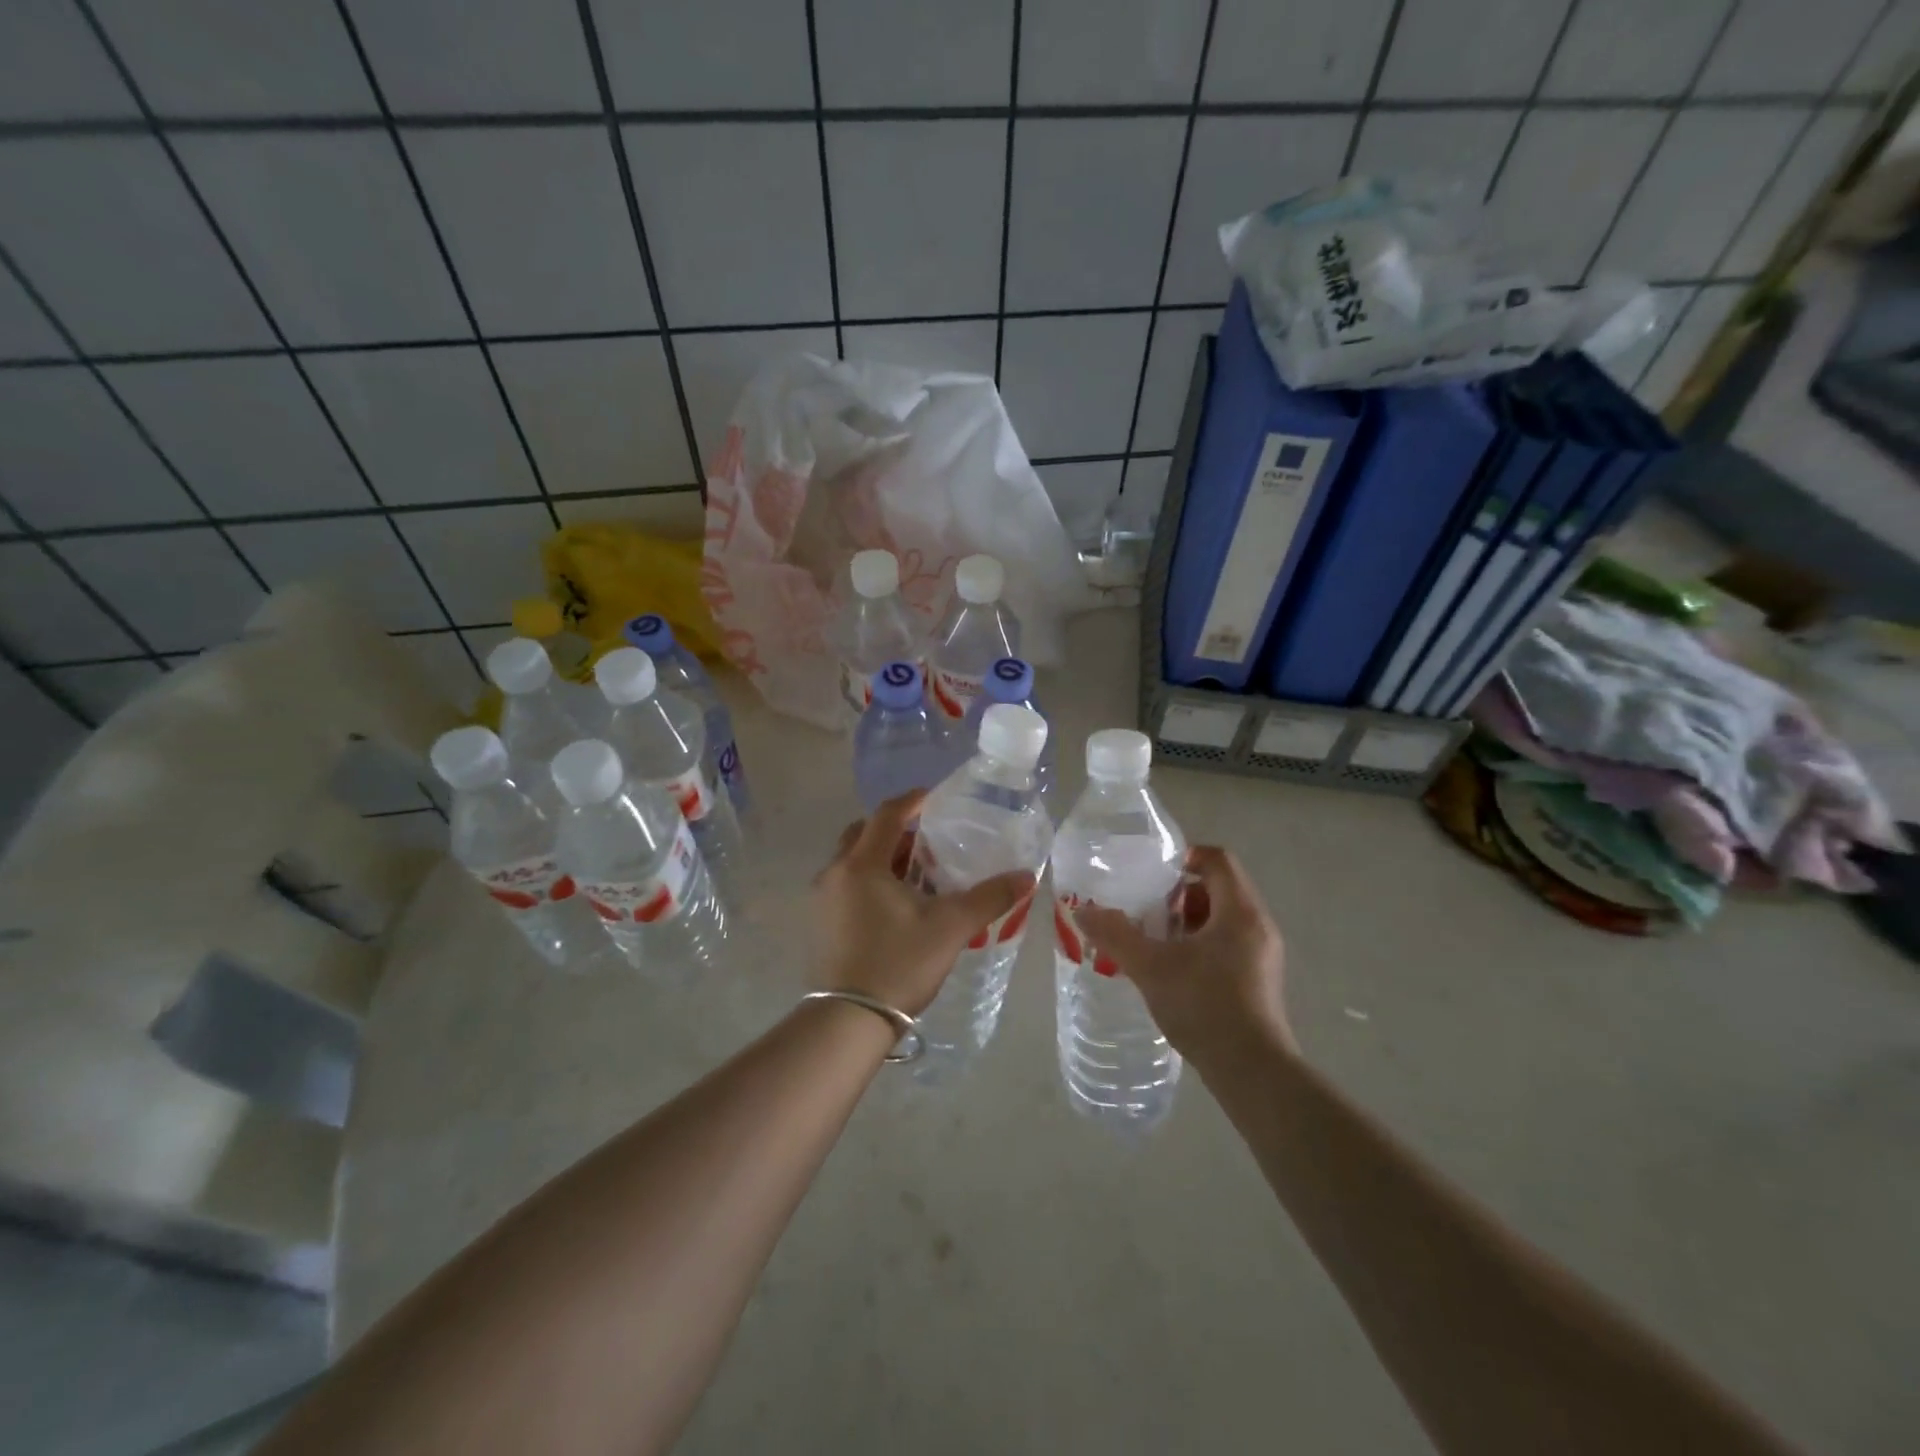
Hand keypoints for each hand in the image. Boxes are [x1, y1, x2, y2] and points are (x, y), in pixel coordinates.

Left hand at [812, 791, 1035, 1015]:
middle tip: (929, 842)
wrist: (849, 1021)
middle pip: (864, 834)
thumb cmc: (899, 963)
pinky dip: (870, 881)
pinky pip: (846, 885)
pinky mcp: (820, 924)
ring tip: (918, 875)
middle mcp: (834, 873)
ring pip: (853, 862)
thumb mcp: (951, 927)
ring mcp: (822, 900)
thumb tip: (1026, 876)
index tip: (936, 798)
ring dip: (883, 858)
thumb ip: (989, 897)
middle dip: (897, 831)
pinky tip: (896, 906)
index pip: (887, 815)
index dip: (913, 801)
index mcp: (862, 864)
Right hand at [1076, 845, 1292, 1065]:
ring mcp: (1262, 956)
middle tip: (1146, 911)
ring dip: (1187, 922)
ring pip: (1222, 920)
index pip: (1218, 860)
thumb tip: (1082, 911)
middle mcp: (1258, 926)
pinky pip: (1228, 945)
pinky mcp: (1259, 982)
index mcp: (1240, 911)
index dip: (1185, 857)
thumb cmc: (1205, 1006)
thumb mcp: (1151, 967)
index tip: (1152, 874)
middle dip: (1178, 895)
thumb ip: (1115, 935)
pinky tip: (1172, 972)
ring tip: (1153, 942)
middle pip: (1218, 888)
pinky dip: (1199, 946)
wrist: (1252, 1073)